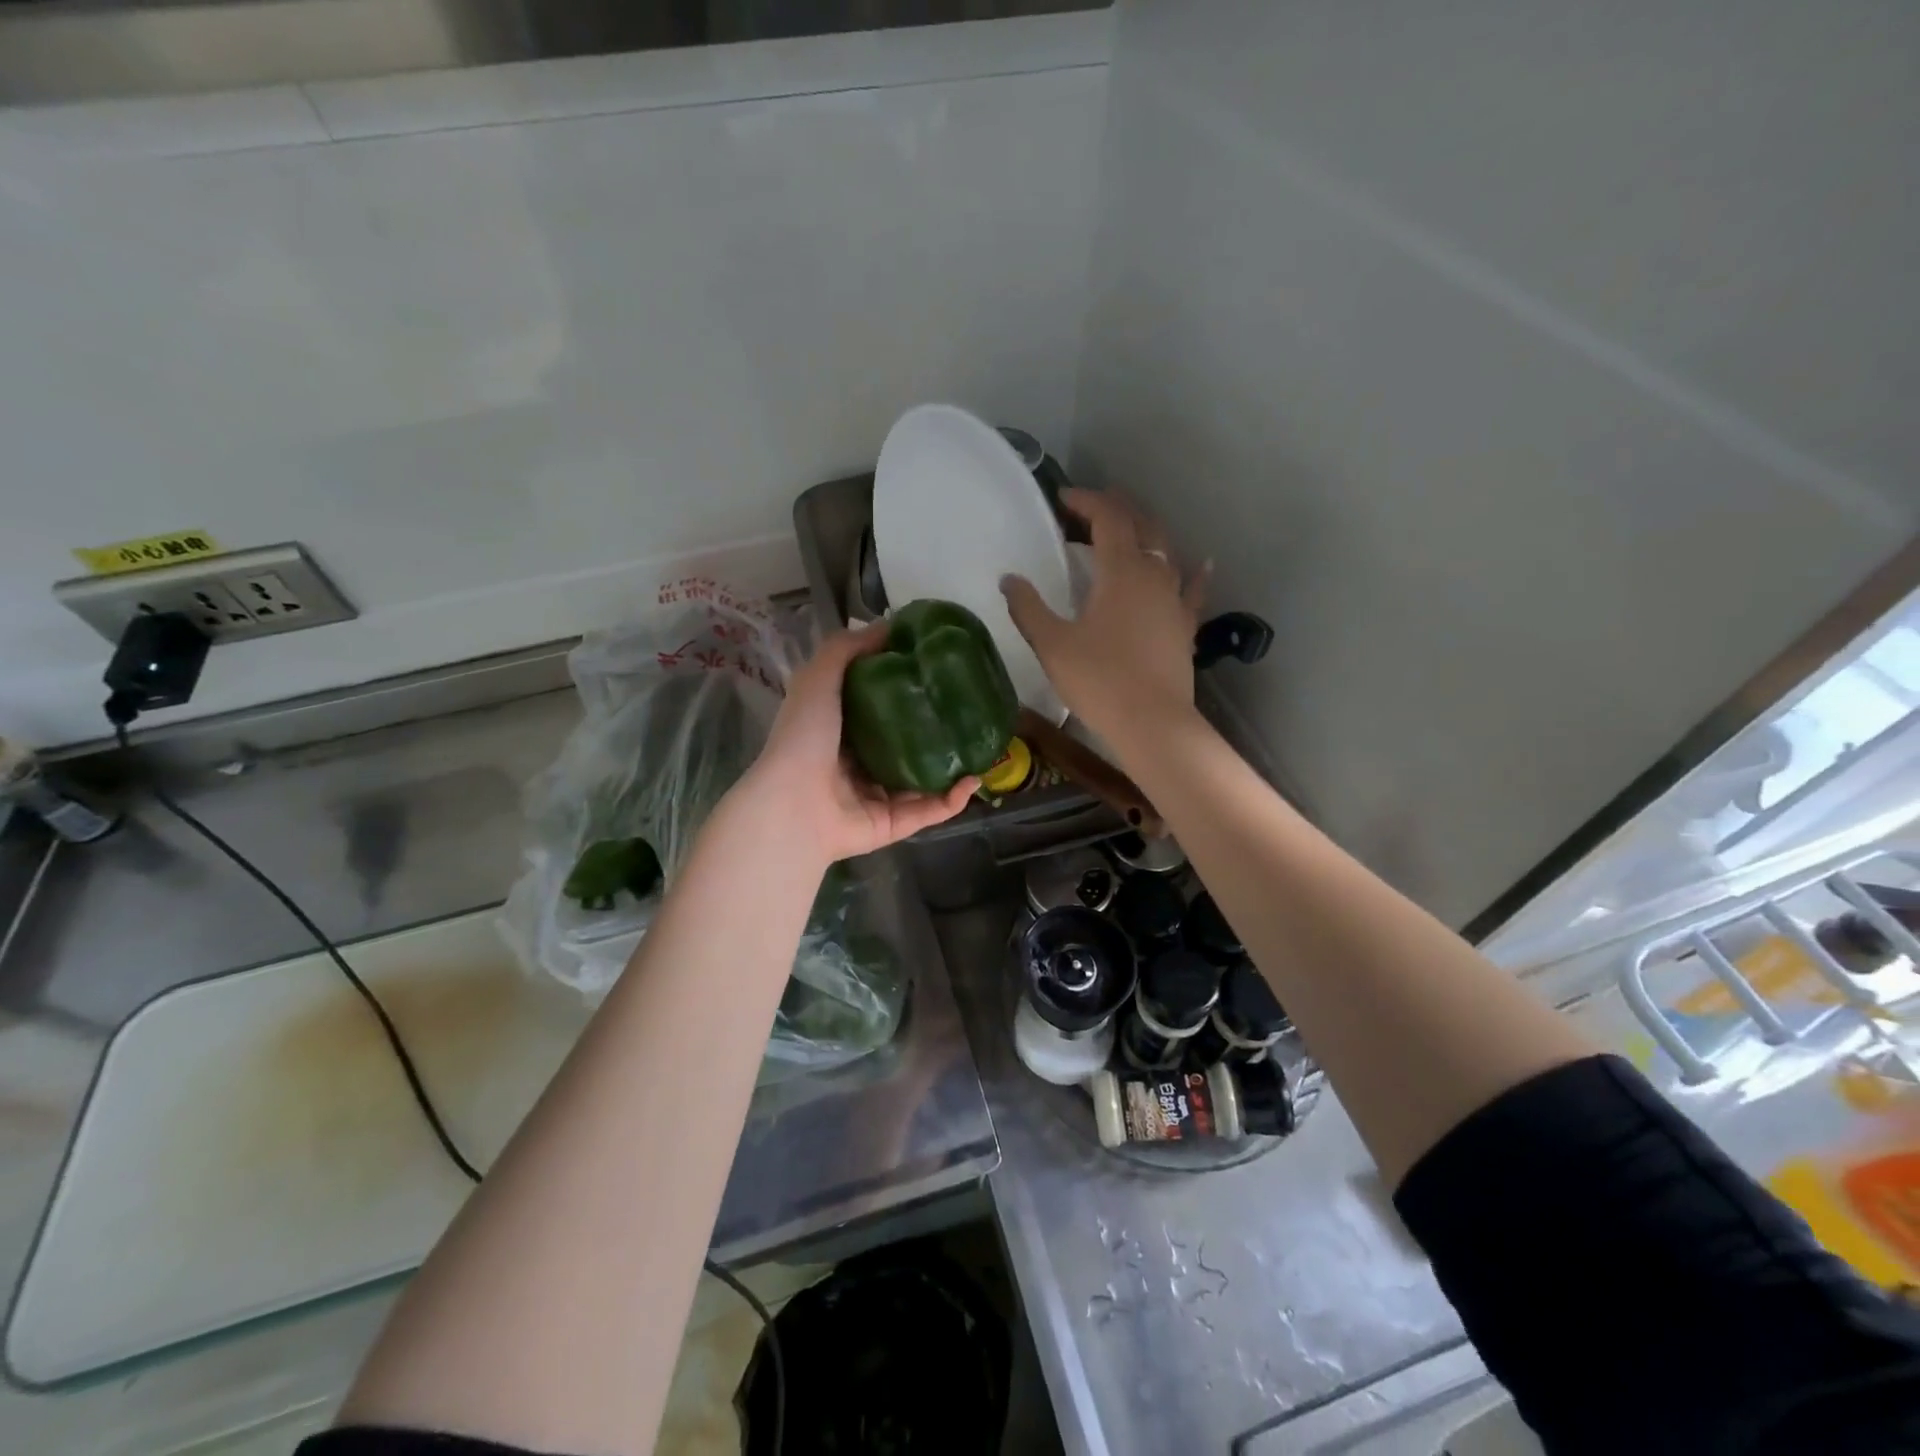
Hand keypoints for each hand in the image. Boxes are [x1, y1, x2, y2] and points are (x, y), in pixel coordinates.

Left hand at [739, 623, 976, 865]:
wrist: (794, 805)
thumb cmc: (805, 737)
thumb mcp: (819, 678)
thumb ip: (848, 649)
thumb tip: (890, 625)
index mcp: (839, 729)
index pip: (878, 706)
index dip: (906, 688)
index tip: (938, 669)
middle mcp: (858, 763)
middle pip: (906, 743)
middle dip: (936, 728)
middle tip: (968, 708)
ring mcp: (877, 796)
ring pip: (924, 779)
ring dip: (953, 764)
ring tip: (982, 744)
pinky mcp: (893, 824)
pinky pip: (930, 810)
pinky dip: (954, 798)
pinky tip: (975, 779)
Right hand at [1002, 488, 1208, 743]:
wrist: (1151, 723)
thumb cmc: (1098, 679)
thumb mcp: (1052, 644)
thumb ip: (1028, 608)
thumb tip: (1009, 579)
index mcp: (1121, 570)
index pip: (1108, 518)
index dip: (1087, 501)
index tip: (1064, 498)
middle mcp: (1155, 574)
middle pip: (1142, 526)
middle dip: (1118, 509)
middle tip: (1094, 506)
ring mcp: (1175, 600)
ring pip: (1167, 552)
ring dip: (1147, 534)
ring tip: (1130, 531)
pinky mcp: (1186, 627)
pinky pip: (1192, 589)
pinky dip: (1192, 571)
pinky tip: (1201, 563)